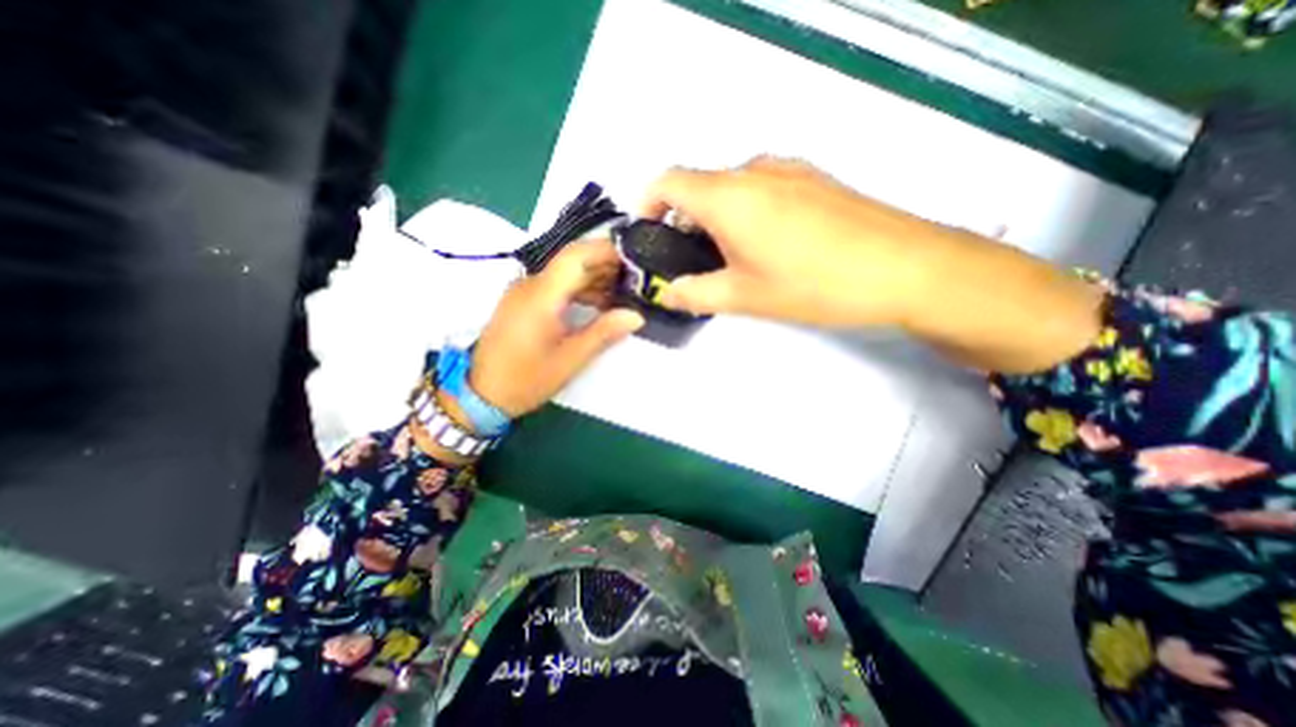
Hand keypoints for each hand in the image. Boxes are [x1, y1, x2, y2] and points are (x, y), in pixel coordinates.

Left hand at [470, 242, 644, 417]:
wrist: (480, 394)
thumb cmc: (526, 379)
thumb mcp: (570, 359)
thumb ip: (603, 333)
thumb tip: (636, 316)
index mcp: (541, 295)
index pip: (575, 256)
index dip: (605, 250)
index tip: (633, 257)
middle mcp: (530, 285)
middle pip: (571, 262)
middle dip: (605, 265)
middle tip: (636, 278)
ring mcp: (523, 293)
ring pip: (564, 274)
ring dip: (593, 279)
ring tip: (623, 292)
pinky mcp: (522, 303)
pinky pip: (555, 287)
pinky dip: (579, 290)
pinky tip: (598, 304)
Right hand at [647, 155, 1103, 372]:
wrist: (905, 268)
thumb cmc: (813, 284)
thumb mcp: (744, 296)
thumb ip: (695, 293)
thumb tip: (667, 293)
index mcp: (728, 196)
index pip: (668, 181)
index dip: (647, 204)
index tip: (647, 234)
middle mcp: (754, 171)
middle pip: (699, 184)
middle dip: (683, 219)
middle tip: (689, 260)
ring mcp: (788, 170)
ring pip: (731, 186)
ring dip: (715, 216)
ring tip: (728, 257)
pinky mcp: (814, 179)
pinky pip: (762, 187)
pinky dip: (745, 210)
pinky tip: (766, 244)